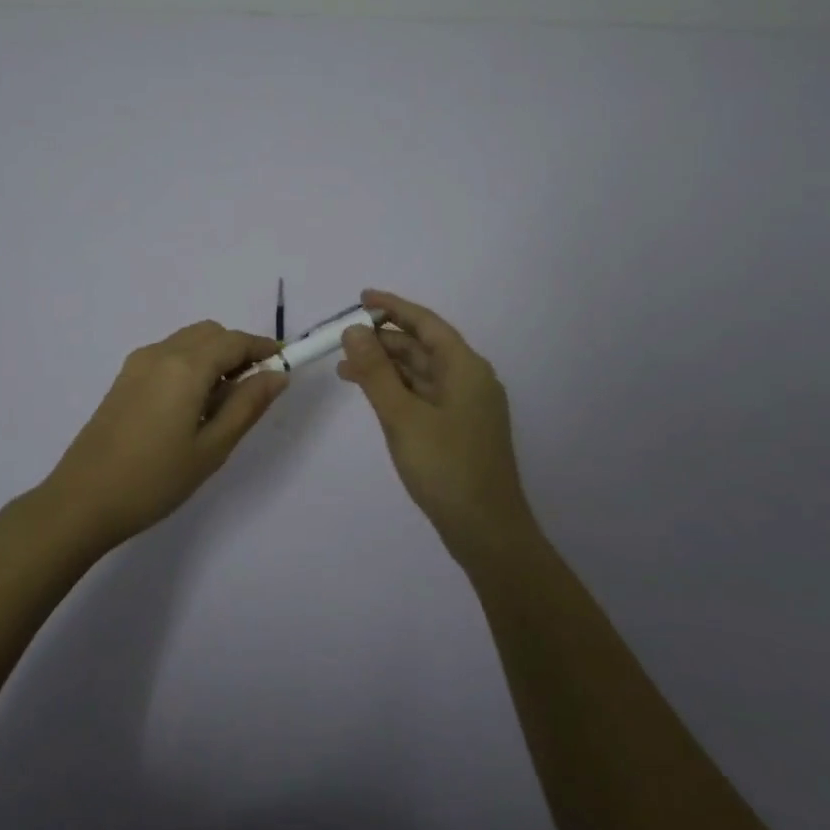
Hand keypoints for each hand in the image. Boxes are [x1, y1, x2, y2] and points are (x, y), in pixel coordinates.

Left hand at [42, 321, 287, 546]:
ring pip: (188, 342)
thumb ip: (247, 405)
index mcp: (185, 366)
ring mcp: (137, 364)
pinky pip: (168, 355)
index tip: (286, 364)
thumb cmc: (154, 479)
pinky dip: (190, 364)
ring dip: (213, 356)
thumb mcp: (212, 448)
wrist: (82, 501)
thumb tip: (277, 375)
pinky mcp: (124, 379)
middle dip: (238, 350)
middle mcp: (160, 353)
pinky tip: (192, 405)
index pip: (235, 341)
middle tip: (255, 388)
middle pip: (210, 333)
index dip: (264, 348)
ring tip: (223, 401)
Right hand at [338, 289, 536, 559]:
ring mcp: (467, 406)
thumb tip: (354, 330)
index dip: (393, 307)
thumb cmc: (445, 468)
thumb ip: (376, 372)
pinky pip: (425, 395)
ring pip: (422, 373)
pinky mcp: (460, 429)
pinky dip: (398, 390)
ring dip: (387, 367)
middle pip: (423, 347)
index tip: (361, 298)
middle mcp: (470, 379)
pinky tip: (374, 396)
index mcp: (465, 368)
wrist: (487, 531)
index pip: (426, 323)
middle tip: (342, 341)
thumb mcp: (402, 416)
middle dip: (383, 341)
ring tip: (345, 370)